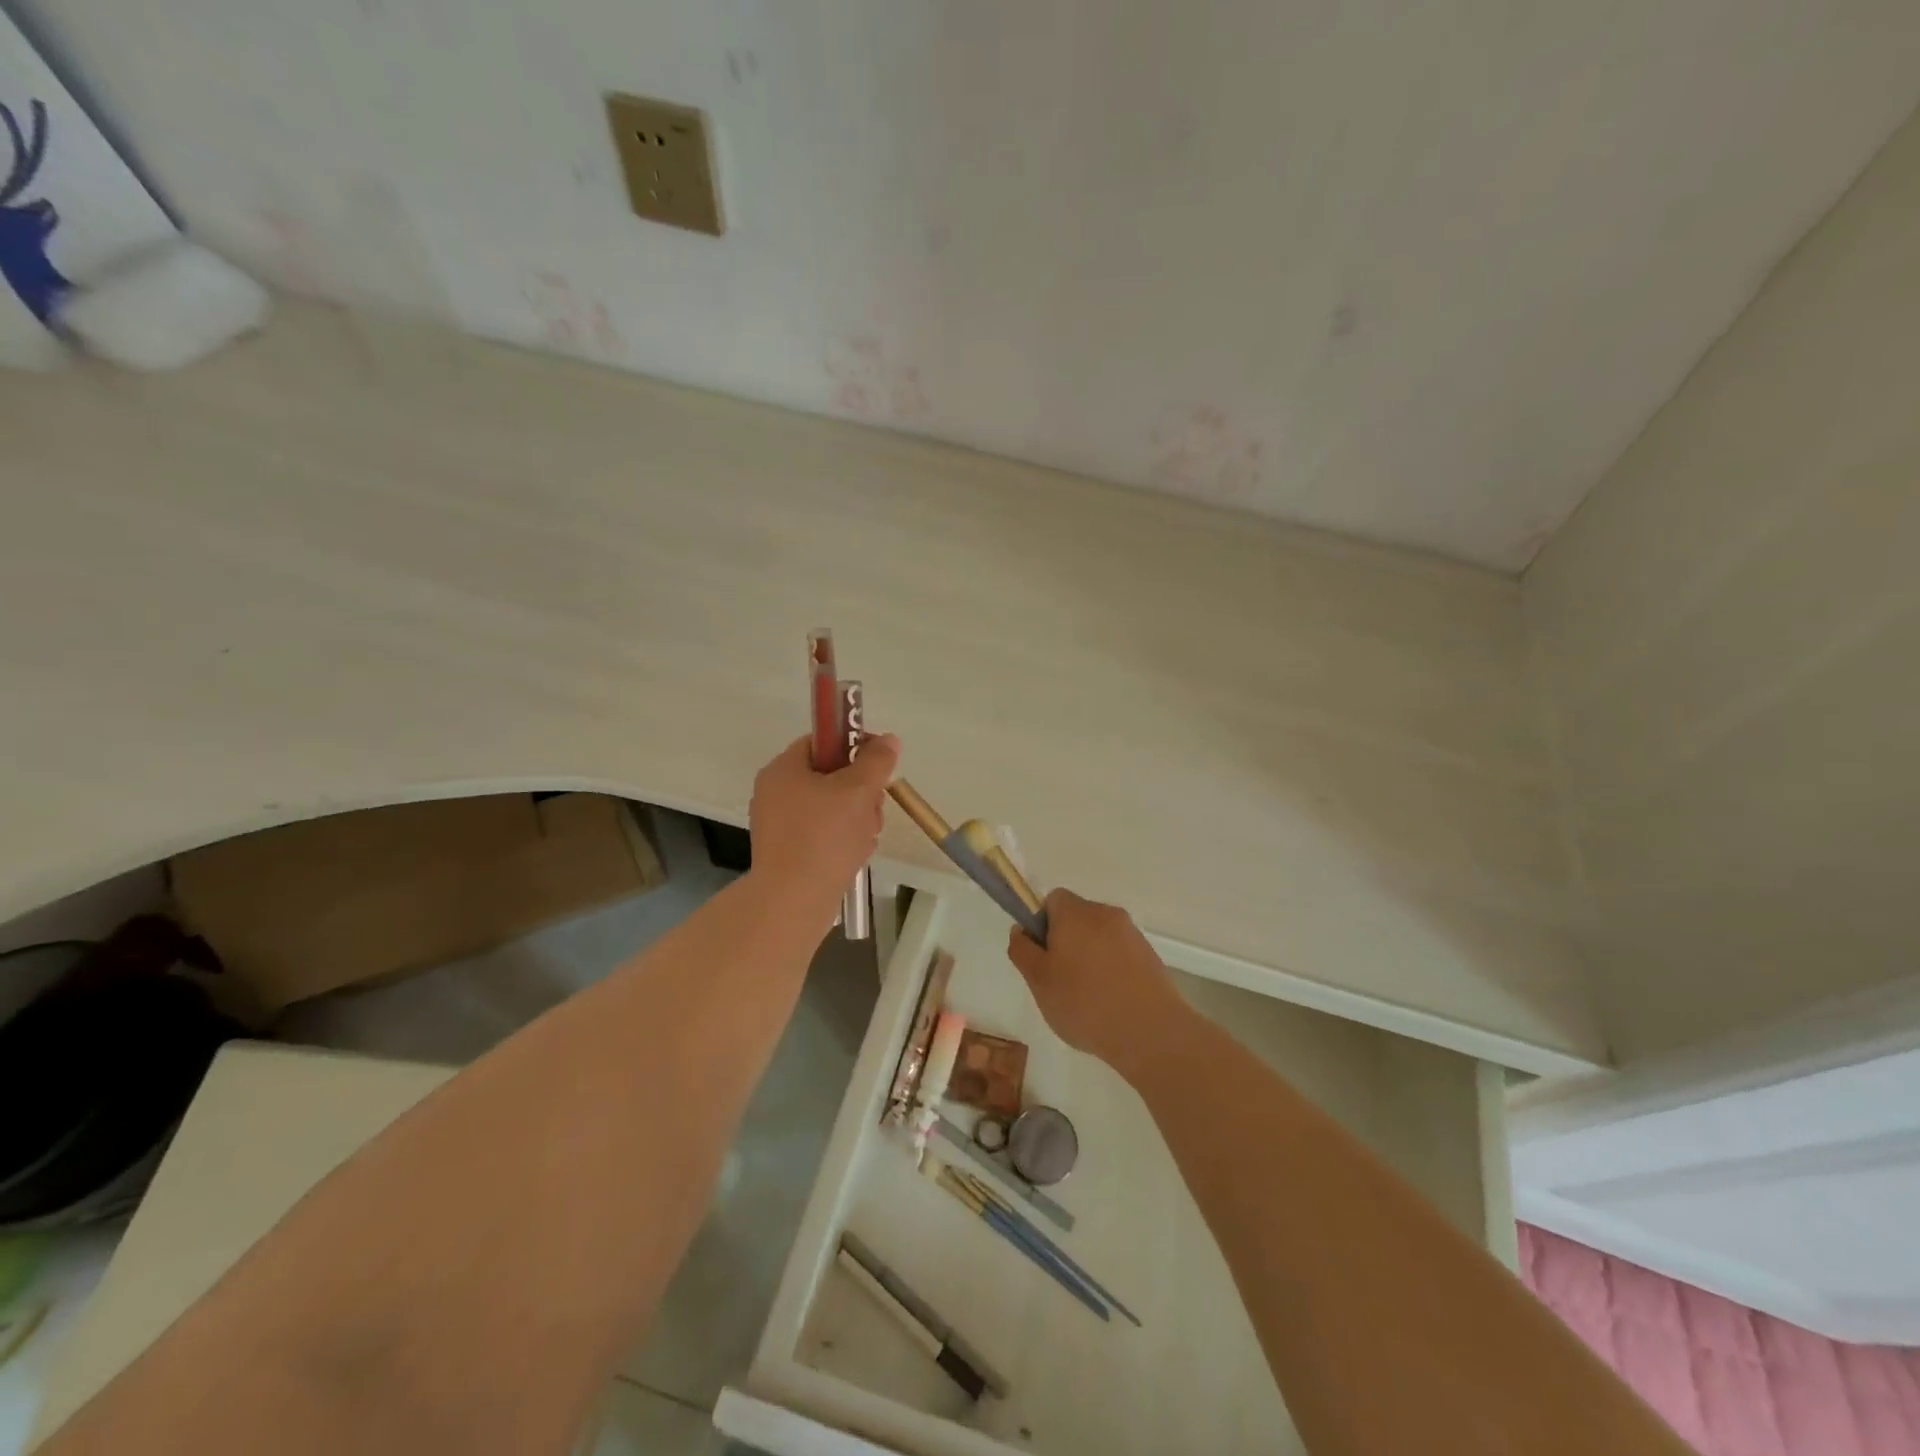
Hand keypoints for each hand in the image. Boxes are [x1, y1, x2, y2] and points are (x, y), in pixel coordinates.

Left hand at [748, 733, 900, 904]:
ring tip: (867, 836)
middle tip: (875, 806)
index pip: (822, 741)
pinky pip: (823, 834)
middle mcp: (775, 792)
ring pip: (831, 807)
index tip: (879, 763)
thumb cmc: (824, 837)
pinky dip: (844, 839)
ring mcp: (779, 824)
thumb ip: (876, 761)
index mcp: (784, 769)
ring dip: (858, 817)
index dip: (854, 745)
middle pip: (830, 776)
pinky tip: (857, 853)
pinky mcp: (787, 852)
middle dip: (861, 790)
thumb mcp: (858, 790)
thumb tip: (888, 740)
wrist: (792, 901)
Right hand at [1007, 889, 1186, 1080]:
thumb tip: (1021, 930)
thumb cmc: (1084, 1002)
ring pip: (1099, 938)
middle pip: (1077, 918)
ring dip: (1089, 958)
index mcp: (1075, 912)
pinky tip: (1110, 1004)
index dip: (1041, 923)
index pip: (1052, 899)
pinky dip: (1111, 971)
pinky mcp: (1150, 957)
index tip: (1041, 955)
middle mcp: (1105, 913)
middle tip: (1058, 981)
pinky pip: (1120, 955)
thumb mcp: (1039, 981)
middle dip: (1065, 942)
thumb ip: (1023, 951)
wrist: (1150, 1031)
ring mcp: (1132, 934)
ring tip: (1086, 999)